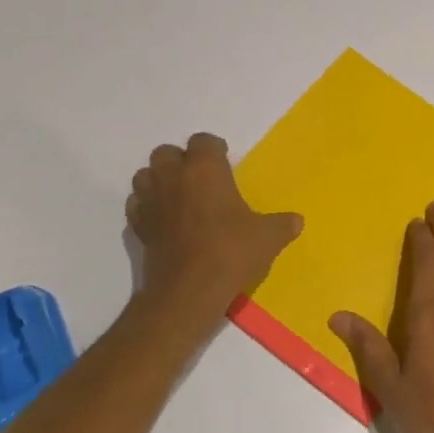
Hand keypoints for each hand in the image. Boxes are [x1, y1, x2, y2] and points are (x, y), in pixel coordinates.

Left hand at [125, 133, 302, 334]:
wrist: (188, 292)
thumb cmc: (231, 252)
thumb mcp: (269, 237)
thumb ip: (283, 225)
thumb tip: (297, 221)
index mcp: (205, 169)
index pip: (203, 141)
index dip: (214, 149)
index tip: (225, 163)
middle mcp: (173, 177)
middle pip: (165, 152)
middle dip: (180, 160)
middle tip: (200, 179)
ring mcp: (151, 202)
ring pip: (144, 175)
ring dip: (158, 180)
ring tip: (178, 196)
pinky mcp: (138, 227)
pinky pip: (137, 205)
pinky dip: (146, 206)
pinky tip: (163, 219)